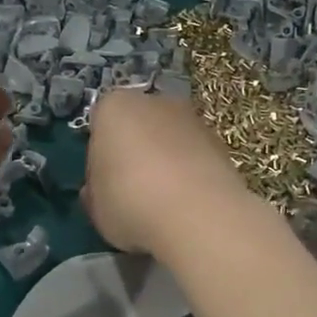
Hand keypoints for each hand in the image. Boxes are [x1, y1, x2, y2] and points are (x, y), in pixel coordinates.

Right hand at [83, 90, 254, 258]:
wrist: (198, 215)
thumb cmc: (131, 202)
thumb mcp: (96, 207)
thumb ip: (95, 192)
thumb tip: (98, 191)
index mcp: (113, 107)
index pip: (99, 125)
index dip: (99, 156)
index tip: (103, 184)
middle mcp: (154, 101)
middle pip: (137, 126)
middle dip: (134, 152)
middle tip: (131, 192)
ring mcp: (192, 118)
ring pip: (169, 139)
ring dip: (165, 162)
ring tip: (163, 203)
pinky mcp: (221, 142)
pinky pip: (194, 157)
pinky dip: (190, 174)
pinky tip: (188, 205)